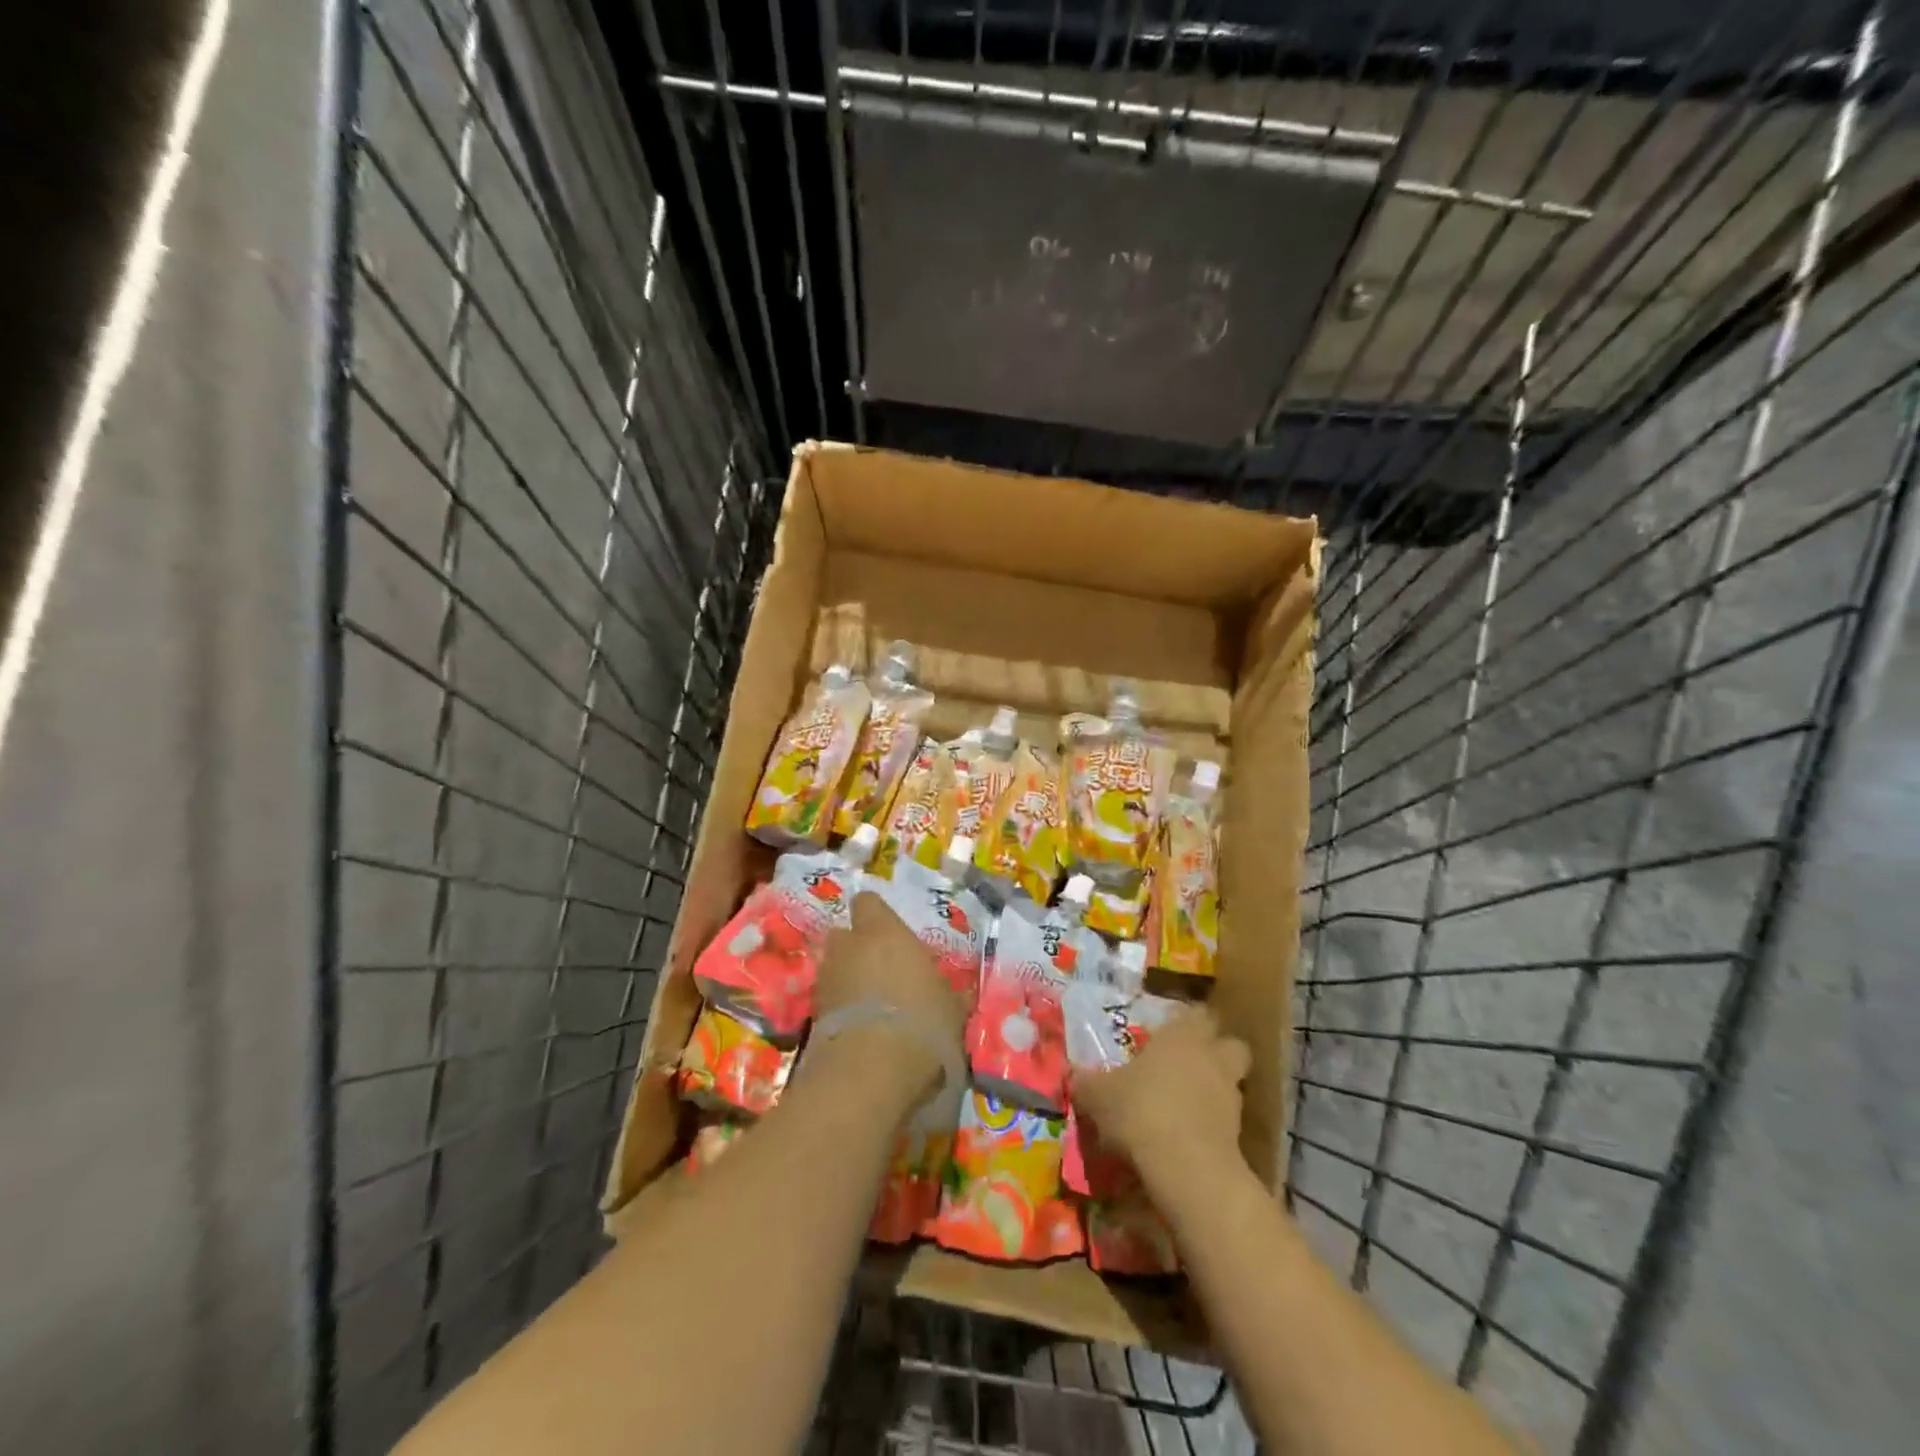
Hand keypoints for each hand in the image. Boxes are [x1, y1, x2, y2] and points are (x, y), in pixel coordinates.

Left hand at [814, 892, 968, 1102]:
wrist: (871, 1070)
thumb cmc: (922, 1021)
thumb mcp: (951, 1006)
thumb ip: (943, 990)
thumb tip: (950, 992)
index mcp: (884, 931)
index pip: (868, 902)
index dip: (876, 915)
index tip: (891, 933)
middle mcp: (849, 946)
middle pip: (845, 935)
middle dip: (857, 948)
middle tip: (880, 969)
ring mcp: (826, 979)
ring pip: (834, 968)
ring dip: (847, 979)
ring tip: (869, 1005)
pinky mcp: (812, 1014)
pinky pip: (828, 1000)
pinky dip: (839, 1009)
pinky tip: (859, 1030)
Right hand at [1070, 1008, 1249, 1187]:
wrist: (1186, 1168)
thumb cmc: (1140, 1111)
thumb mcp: (1098, 1095)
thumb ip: (1087, 1082)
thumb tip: (1073, 1075)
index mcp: (1182, 1036)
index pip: (1197, 1014)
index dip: (1187, 1021)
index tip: (1169, 1031)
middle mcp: (1212, 1058)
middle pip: (1230, 1044)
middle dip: (1216, 1051)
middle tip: (1189, 1063)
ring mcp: (1231, 1097)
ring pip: (1233, 1083)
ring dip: (1216, 1089)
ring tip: (1188, 1104)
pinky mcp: (1240, 1136)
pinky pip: (1227, 1120)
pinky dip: (1214, 1124)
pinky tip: (1190, 1136)